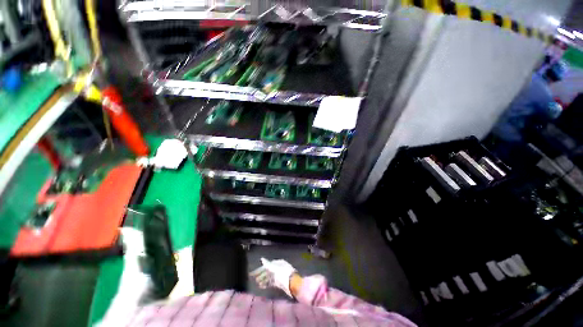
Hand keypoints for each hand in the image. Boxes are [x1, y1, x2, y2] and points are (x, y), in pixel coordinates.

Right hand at [250, 258, 296, 296]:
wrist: (293, 284)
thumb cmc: (284, 274)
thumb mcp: (275, 268)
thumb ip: (268, 264)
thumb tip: (262, 259)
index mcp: (278, 263)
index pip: (267, 264)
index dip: (261, 269)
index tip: (254, 273)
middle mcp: (279, 268)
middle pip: (268, 271)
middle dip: (261, 275)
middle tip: (254, 279)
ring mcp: (279, 275)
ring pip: (269, 277)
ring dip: (263, 280)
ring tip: (257, 284)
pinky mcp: (280, 283)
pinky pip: (272, 282)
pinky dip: (267, 284)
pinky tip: (262, 287)